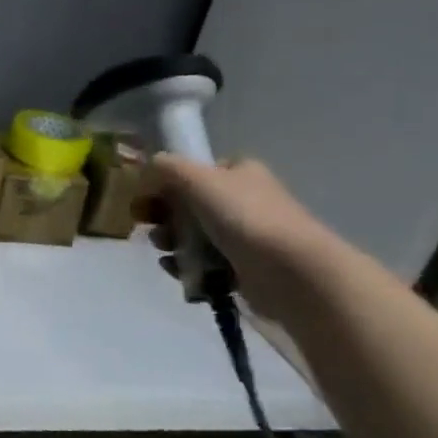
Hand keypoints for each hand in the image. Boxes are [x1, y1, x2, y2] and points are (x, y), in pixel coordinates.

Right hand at [140, 155, 341, 320]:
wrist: (290, 272)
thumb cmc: (243, 216)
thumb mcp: (197, 178)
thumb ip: (167, 167)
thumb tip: (149, 166)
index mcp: (240, 173)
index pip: (196, 171)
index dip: (167, 184)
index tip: (146, 199)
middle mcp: (245, 200)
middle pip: (189, 205)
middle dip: (164, 217)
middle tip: (149, 226)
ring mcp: (246, 236)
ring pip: (193, 236)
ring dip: (171, 242)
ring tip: (164, 252)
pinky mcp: (243, 268)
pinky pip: (203, 264)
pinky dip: (185, 267)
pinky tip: (175, 270)